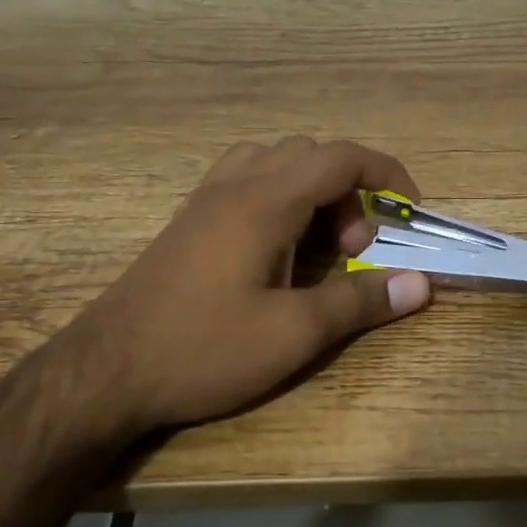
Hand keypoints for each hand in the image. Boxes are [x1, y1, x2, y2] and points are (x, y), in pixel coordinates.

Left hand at [76, 137, 431, 436]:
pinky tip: (277, 254)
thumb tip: (421, 284)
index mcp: (264, 201)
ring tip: (318, 250)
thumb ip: (359, 303)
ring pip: (275, 164)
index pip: (340, 157)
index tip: (410, 209)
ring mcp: (206, 201)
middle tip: (354, 251)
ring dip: (312, 193)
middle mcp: (235, 185)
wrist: (105, 371)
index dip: (385, 173)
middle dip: (349, 192)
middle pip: (310, 155)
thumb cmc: (202, 348)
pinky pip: (247, 183)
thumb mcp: (292, 334)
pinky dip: (280, 200)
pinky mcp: (189, 222)